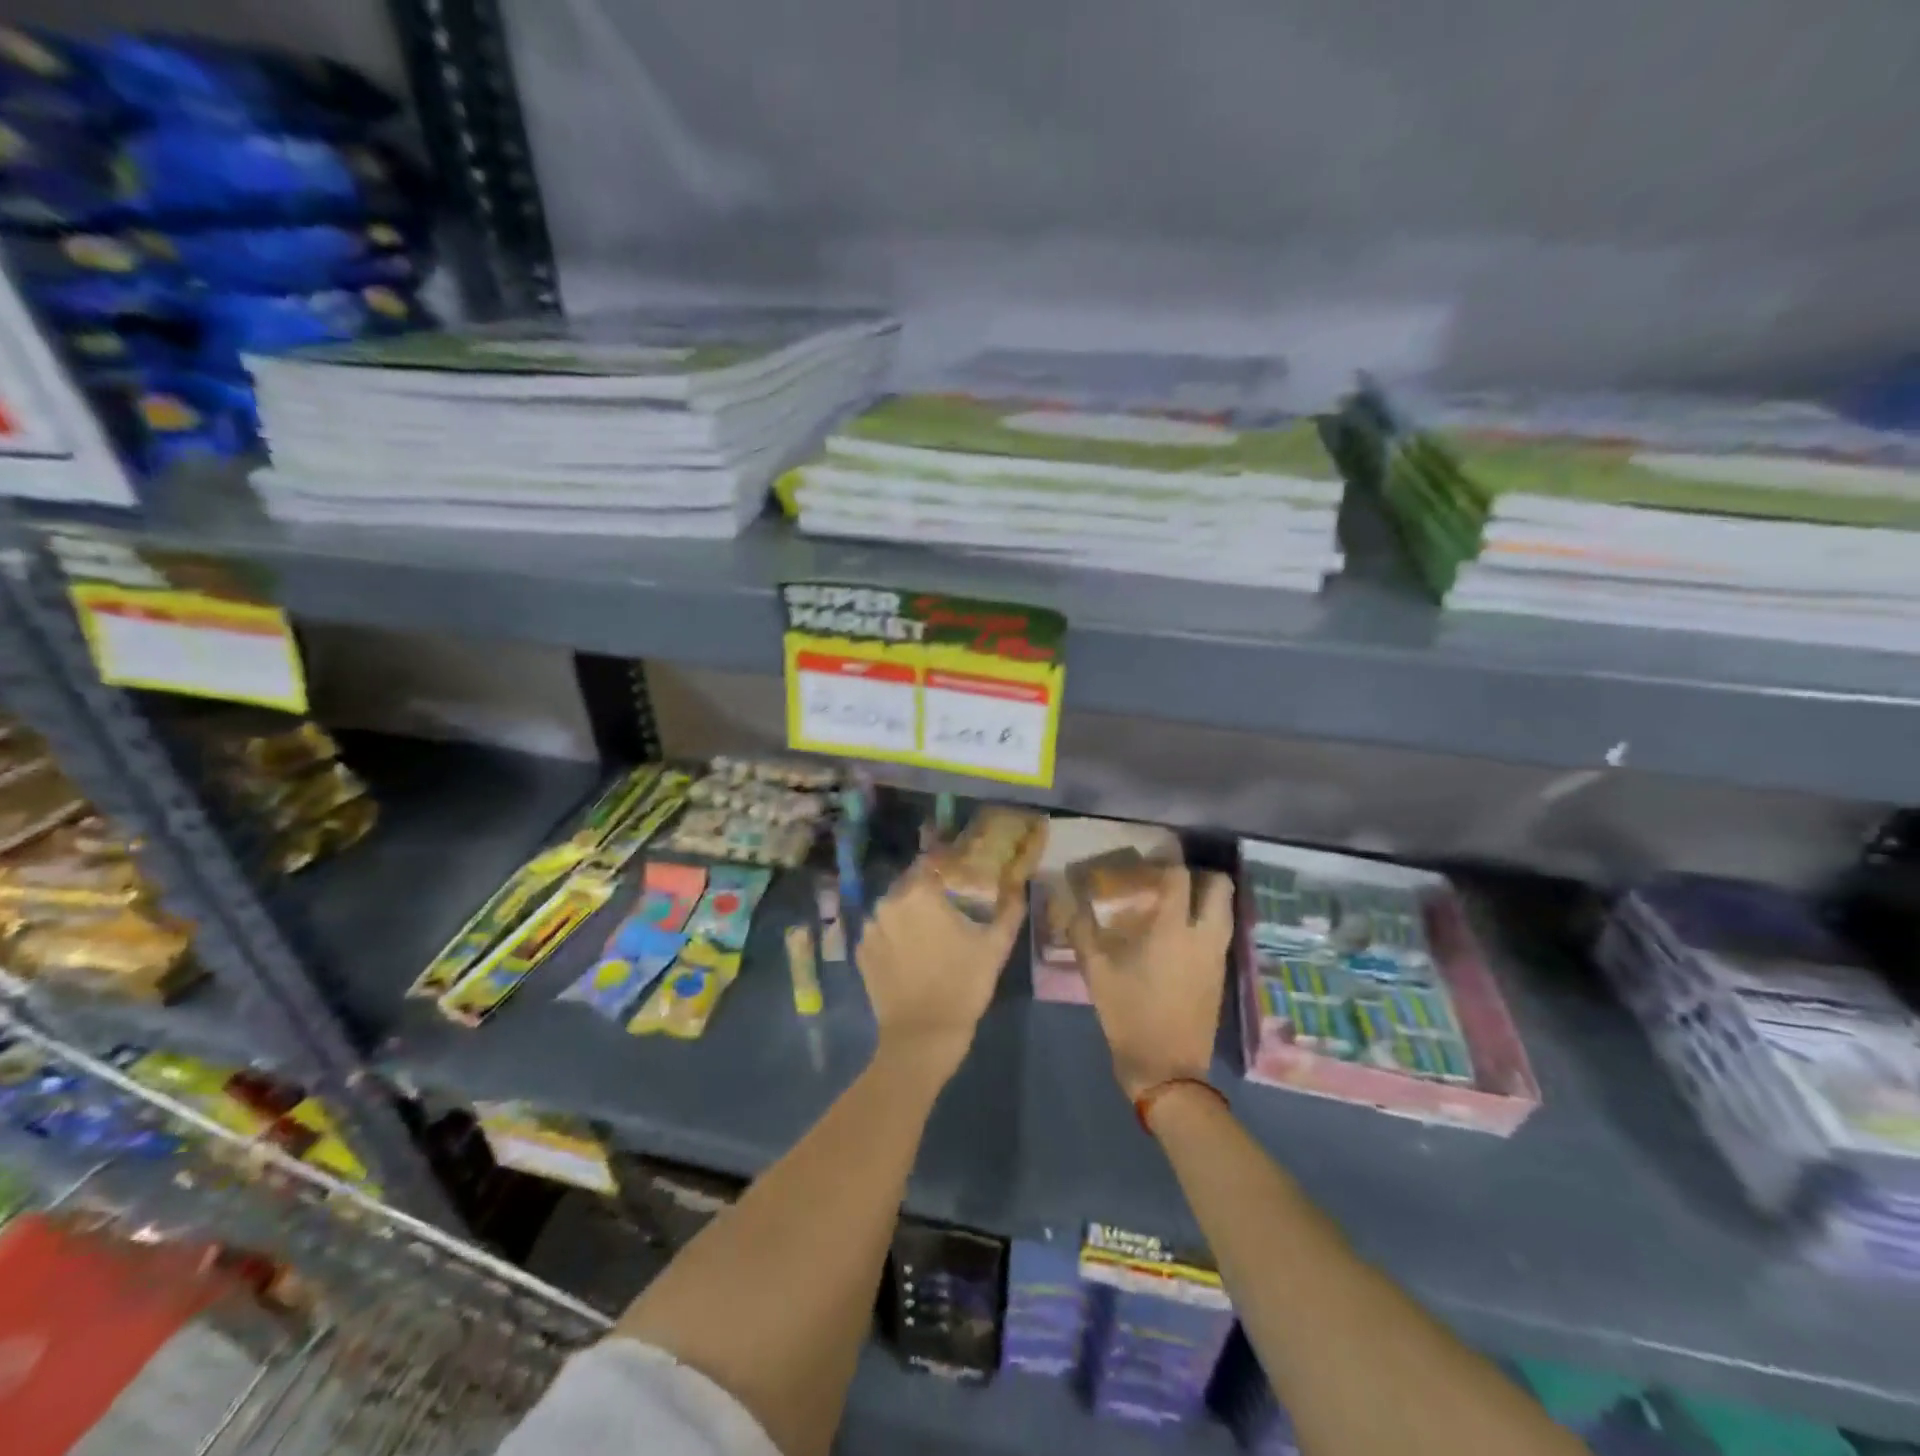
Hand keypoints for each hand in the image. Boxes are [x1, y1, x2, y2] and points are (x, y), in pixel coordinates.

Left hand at [857, 859, 1024, 1082]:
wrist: (922, 1036)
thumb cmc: (963, 984)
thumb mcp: (996, 947)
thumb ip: (1009, 912)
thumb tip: (1019, 891)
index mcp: (920, 894)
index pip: (929, 864)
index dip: (944, 868)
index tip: (958, 878)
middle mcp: (889, 903)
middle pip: (909, 886)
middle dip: (926, 893)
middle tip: (947, 910)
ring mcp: (870, 929)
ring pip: (892, 910)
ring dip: (907, 915)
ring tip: (927, 935)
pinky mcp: (860, 954)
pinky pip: (880, 934)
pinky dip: (892, 937)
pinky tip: (909, 955)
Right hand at [1070, 865, 1234, 1097]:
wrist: (1167, 1069)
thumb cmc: (1130, 1016)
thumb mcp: (1097, 973)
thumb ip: (1083, 932)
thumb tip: (1071, 904)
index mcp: (1173, 930)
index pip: (1179, 876)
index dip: (1162, 862)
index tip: (1142, 864)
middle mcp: (1204, 936)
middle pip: (1219, 886)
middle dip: (1197, 875)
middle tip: (1168, 881)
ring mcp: (1217, 956)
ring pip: (1225, 909)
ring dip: (1205, 898)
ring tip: (1172, 905)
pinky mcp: (1220, 974)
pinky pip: (1220, 932)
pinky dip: (1205, 921)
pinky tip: (1177, 935)